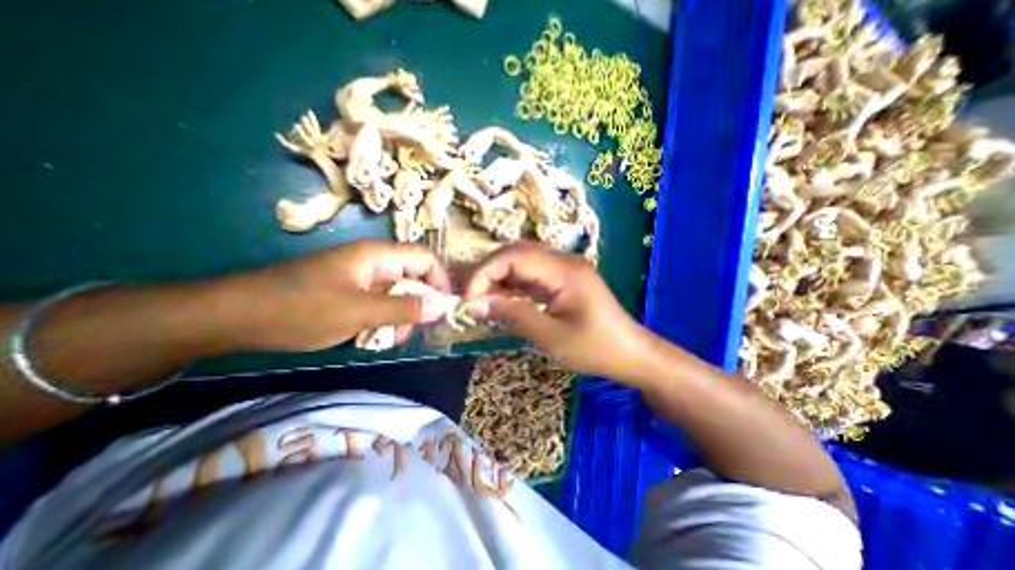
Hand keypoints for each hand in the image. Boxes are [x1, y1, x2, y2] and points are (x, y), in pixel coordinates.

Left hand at [227, 240, 452, 351]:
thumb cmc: (301, 309)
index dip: (439, 282)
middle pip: (413, 279)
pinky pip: (379, 303)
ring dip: (398, 317)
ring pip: (397, 294)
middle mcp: (374, 262)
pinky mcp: (349, 292)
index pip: (425, 260)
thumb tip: (442, 306)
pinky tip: (367, 337)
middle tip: (405, 332)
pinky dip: (380, 320)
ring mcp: (361, 277)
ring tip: (383, 339)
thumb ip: (405, 308)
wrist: (235, 316)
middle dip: (416, 306)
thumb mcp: (360, 312)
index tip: (443, 310)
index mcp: (378, 256)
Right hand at [466, 242, 648, 380]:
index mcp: (563, 270)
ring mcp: (563, 270)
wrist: (630, 354)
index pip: (514, 256)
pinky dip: (513, 288)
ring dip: (499, 280)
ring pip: (522, 264)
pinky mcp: (562, 281)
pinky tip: (501, 302)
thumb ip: (512, 313)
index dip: (485, 272)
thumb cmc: (594, 348)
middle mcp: (563, 261)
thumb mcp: (549, 335)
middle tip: (472, 299)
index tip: (468, 297)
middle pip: (516, 254)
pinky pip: (531, 277)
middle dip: (489, 273)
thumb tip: (474, 304)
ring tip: (481, 302)